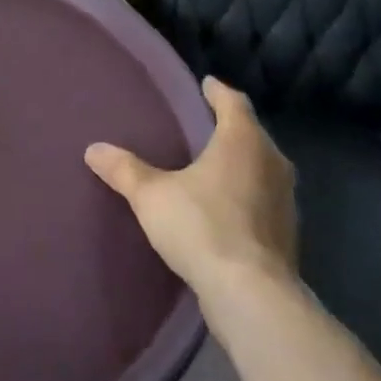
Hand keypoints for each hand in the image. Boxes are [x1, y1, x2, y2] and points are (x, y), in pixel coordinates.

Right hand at [85, 76, 297, 298]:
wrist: (252, 296)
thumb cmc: (202, 227)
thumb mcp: (151, 196)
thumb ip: (124, 170)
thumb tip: (93, 149)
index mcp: (243, 141)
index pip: (233, 102)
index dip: (217, 92)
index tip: (206, 84)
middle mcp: (272, 162)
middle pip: (251, 134)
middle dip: (230, 128)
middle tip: (204, 125)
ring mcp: (285, 201)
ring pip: (262, 168)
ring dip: (242, 164)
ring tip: (213, 165)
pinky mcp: (287, 234)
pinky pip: (264, 199)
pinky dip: (247, 195)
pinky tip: (226, 207)